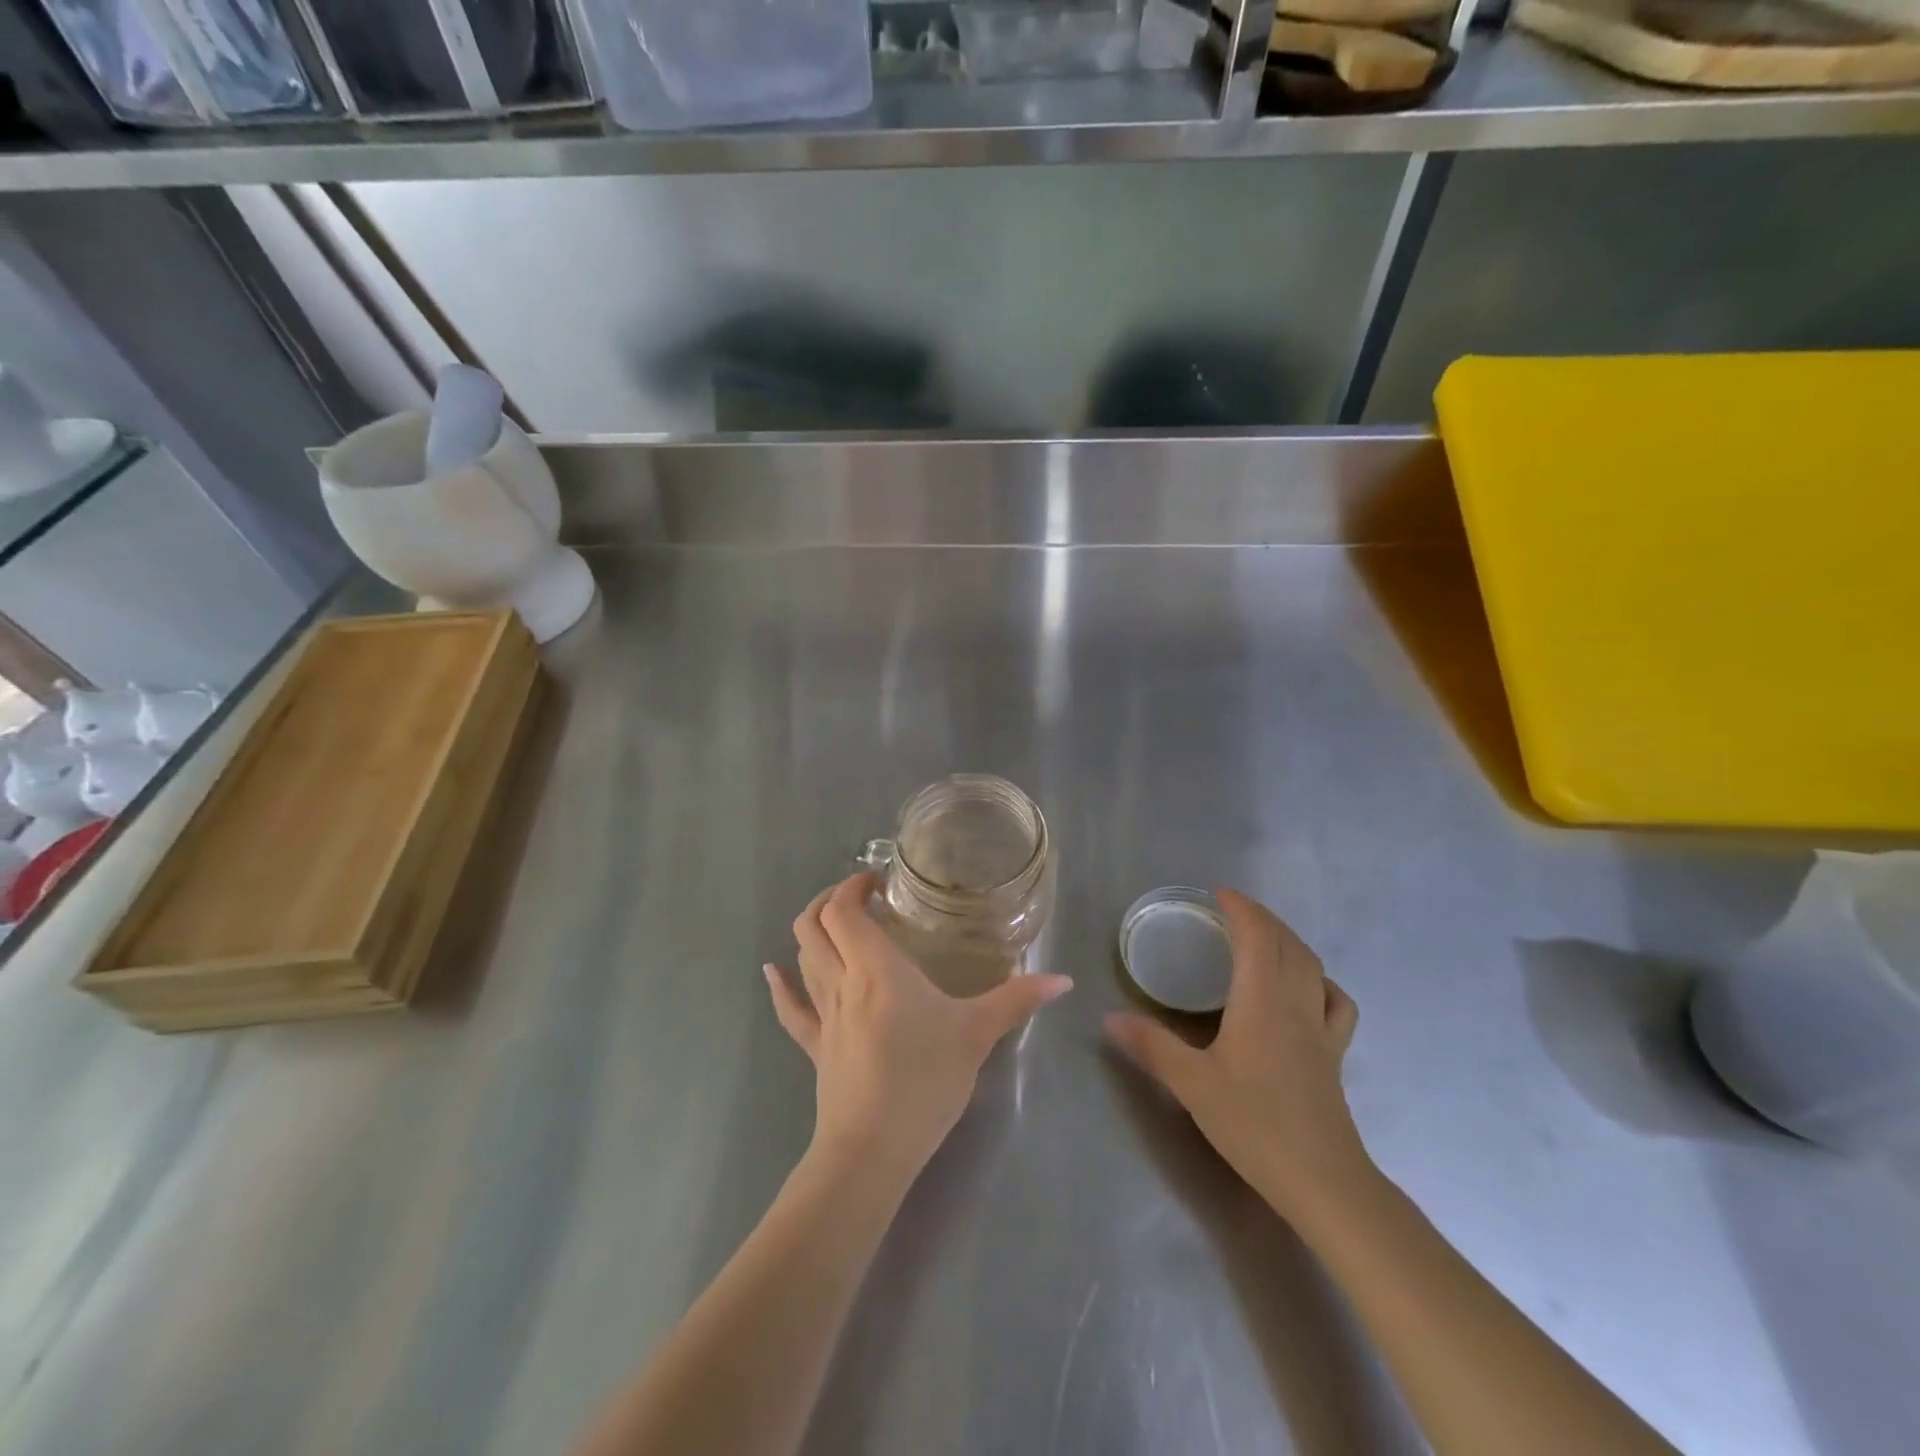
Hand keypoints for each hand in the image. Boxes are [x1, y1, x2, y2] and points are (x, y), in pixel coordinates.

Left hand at [766, 873, 1072, 1178]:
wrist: (871, 1150)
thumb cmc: (924, 1081)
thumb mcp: (977, 1035)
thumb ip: (1017, 1001)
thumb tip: (1064, 980)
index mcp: (875, 967)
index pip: (844, 910)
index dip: (852, 886)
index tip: (878, 882)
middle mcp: (841, 980)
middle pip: (814, 924)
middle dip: (829, 899)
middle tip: (859, 896)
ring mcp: (823, 1015)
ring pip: (802, 957)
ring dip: (812, 931)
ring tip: (837, 923)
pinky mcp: (816, 1046)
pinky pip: (790, 1009)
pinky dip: (780, 985)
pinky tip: (774, 971)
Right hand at [1105, 889, 1371, 1228]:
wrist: (1322, 1180)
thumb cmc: (1254, 1122)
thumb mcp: (1192, 1082)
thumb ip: (1150, 1045)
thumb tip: (1108, 1017)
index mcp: (1262, 998)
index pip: (1258, 934)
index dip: (1241, 907)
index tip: (1218, 893)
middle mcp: (1296, 1002)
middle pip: (1287, 942)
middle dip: (1262, 918)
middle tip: (1231, 912)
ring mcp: (1321, 1027)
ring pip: (1313, 966)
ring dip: (1289, 941)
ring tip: (1265, 939)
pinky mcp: (1334, 1053)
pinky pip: (1336, 1002)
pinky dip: (1322, 982)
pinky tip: (1308, 990)